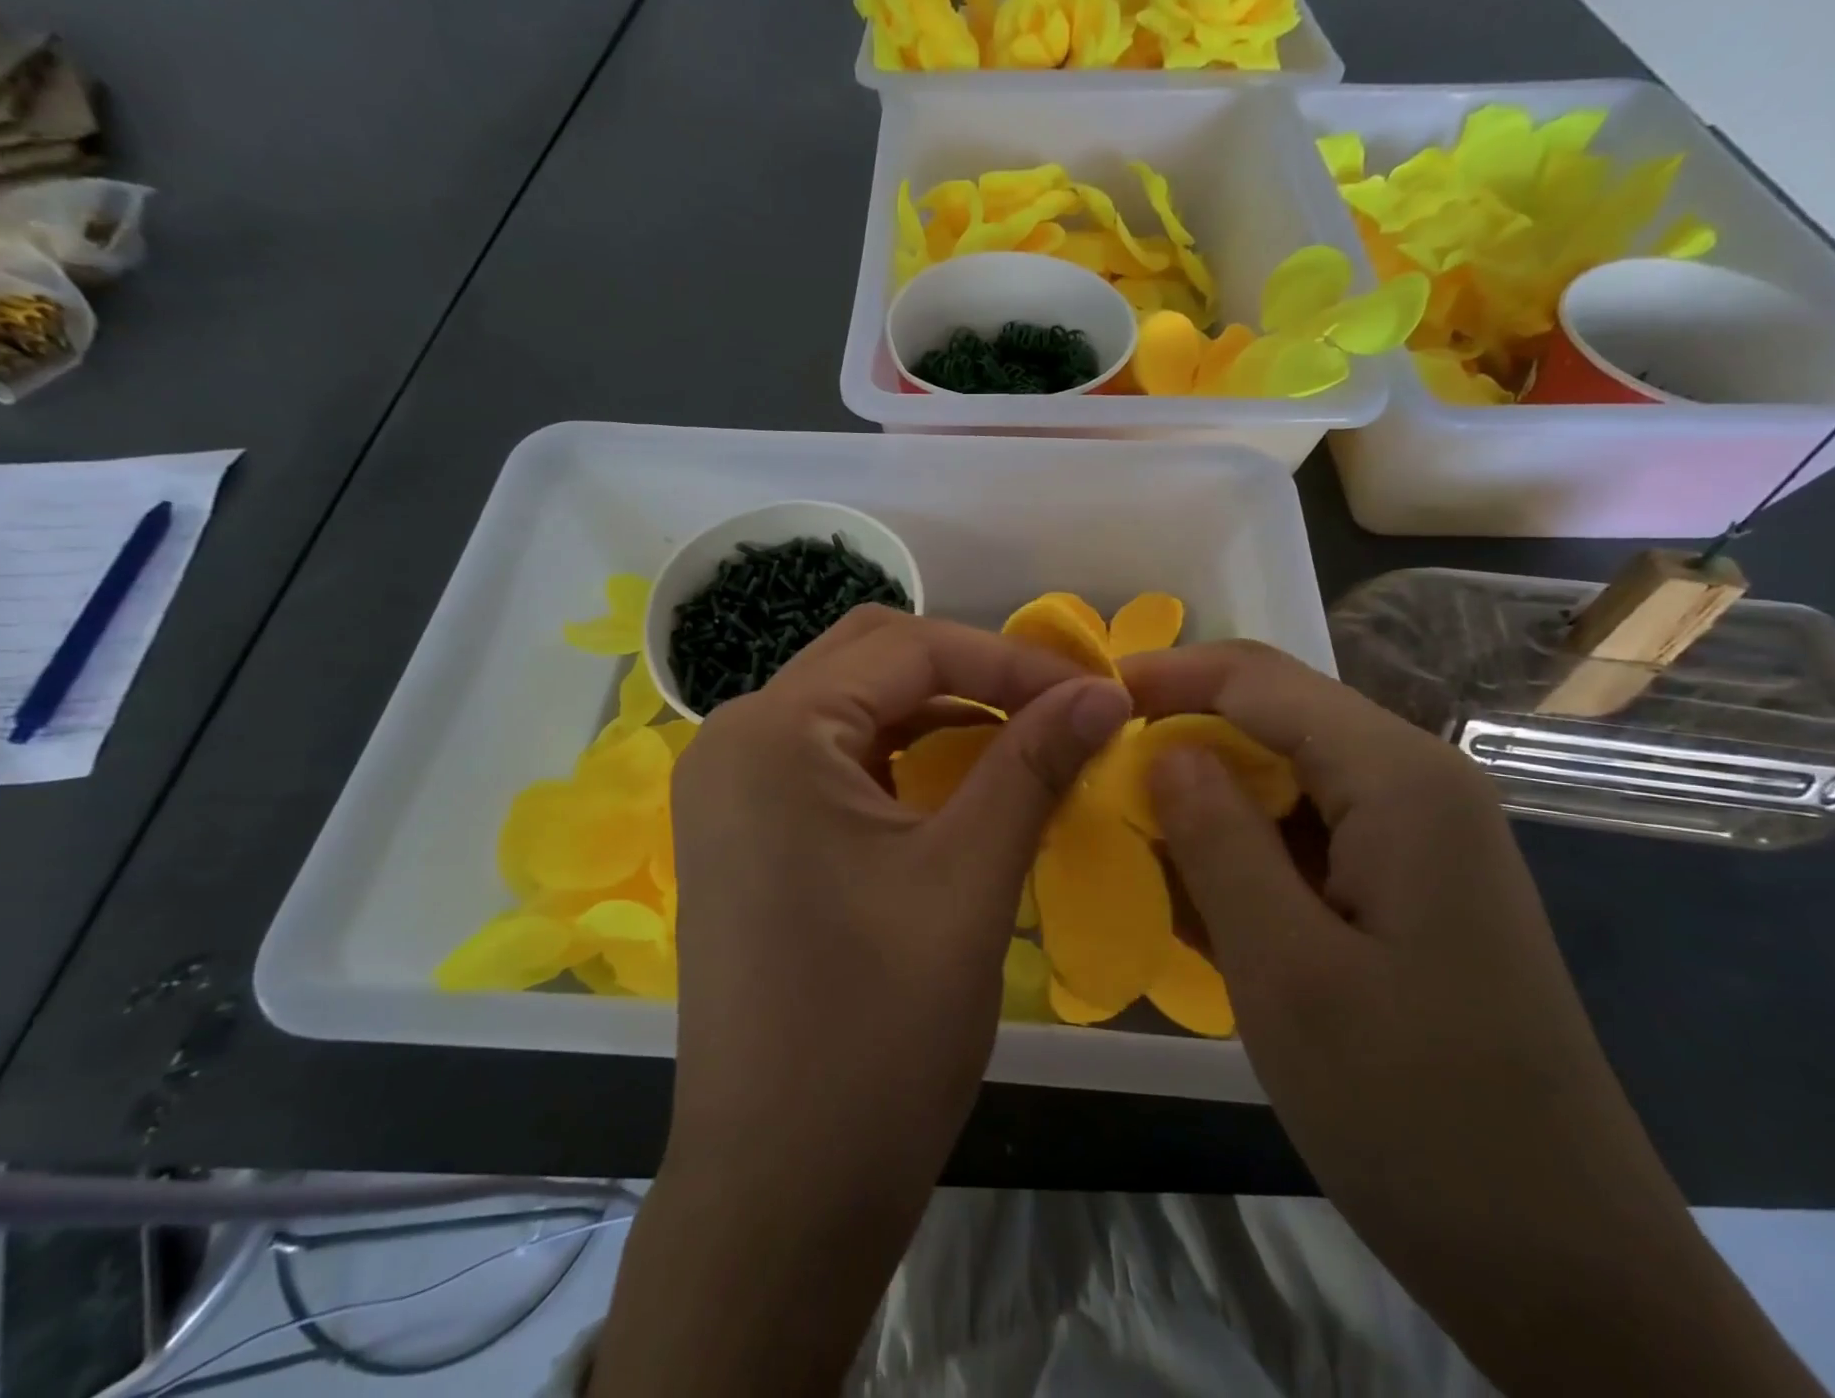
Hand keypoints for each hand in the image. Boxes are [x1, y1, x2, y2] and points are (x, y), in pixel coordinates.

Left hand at [596, 607, 1130, 1397]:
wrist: (781, 1188)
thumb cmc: (875, 1033)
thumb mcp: (969, 880)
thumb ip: (1034, 764)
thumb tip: (1104, 692)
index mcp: (774, 732)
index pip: (909, 647)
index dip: (1010, 660)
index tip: (1093, 692)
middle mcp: (735, 738)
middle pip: (870, 658)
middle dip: (971, 672)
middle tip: (1054, 708)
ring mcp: (731, 786)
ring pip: (852, 705)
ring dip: (938, 710)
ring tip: (1020, 740)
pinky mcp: (744, 830)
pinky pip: (832, 757)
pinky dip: (901, 752)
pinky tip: (958, 783)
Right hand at [1122, 641, 1822, 1397]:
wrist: (1559, 1260)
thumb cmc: (1414, 1108)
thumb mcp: (1285, 968)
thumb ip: (1217, 838)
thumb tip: (1163, 749)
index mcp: (1400, 780)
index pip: (1259, 679)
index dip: (1166, 676)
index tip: (1084, 701)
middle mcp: (1417, 784)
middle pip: (1273, 718)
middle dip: (1179, 734)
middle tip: (1093, 776)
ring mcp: (1417, 836)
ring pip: (1282, 776)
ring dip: (1203, 796)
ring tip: (1127, 835)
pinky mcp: (1404, 884)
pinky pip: (1301, 833)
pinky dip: (1238, 847)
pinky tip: (1194, 894)